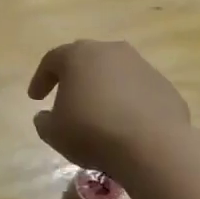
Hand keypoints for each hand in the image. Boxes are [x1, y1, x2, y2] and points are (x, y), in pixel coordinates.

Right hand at [28, 40, 191, 181]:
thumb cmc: (92, 132)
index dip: (41, 79)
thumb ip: (44, 121)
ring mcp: (141, 66)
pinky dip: (128, 102)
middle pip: (86, 60)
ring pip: (115, 73)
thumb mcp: (54, 133)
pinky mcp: (164, 86)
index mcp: (78, 56)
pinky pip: (138, 90)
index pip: (52, 60)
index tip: (35, 98)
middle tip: (66, 98)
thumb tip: (46, 116)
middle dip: (74, 78)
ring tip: (99, 113)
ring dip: (104, 89)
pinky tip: (125, 124)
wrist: (152, 146)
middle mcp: (111, 52)